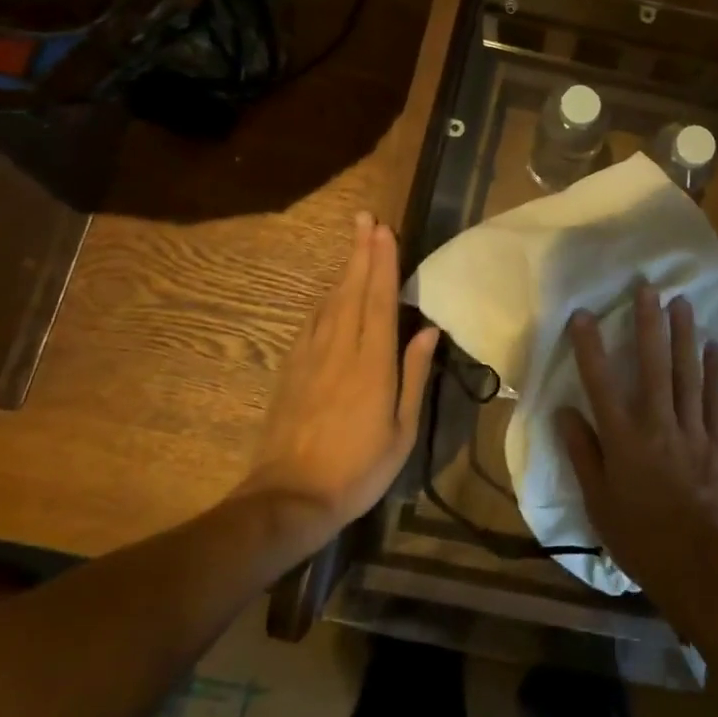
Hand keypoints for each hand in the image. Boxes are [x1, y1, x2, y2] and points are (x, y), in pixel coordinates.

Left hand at [240, 212, 438, 538]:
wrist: (290, 498)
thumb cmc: (358, 468)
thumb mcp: (401, 429)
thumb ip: (414, 374)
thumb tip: (427, 329)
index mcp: (372, 363)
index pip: (379, 300)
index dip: (383, 262)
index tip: (384, 230)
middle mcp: (340, 349)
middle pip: (352, 290)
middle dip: (360, 252)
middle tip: (365, 219)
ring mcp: (311, 357)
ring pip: (330, 301)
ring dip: (343, 269)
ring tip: (354, 243)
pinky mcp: (291, 369)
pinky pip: (312, 322)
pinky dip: (325, 299)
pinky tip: (330, 292)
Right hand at [557, 285, 717, 610]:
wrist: (701, 571)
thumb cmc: (641, 540)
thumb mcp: (598, 503)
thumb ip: (582, 454)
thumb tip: (564, 412)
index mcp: (624, 440)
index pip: (601, 383)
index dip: (591, 347)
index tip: (583, 314)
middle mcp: (658, 425)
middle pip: (653, 366)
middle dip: (649, 324)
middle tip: (648, 288)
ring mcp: (692, 432)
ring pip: (687, 374)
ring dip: (684, 336)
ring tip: (682, 303)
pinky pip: (715, 400)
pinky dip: (715, 372)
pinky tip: (714, 347)